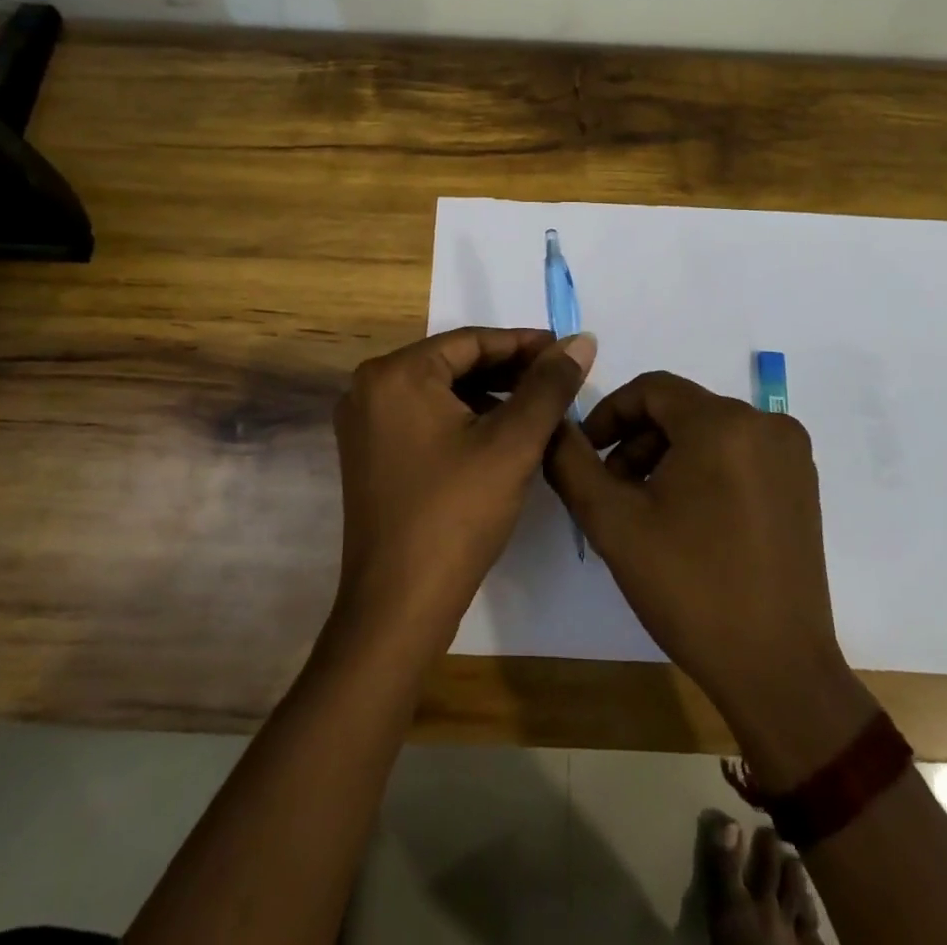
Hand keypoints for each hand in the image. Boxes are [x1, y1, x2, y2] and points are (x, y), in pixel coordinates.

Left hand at [330, 327, 595, 653]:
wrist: (398, 607)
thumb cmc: (456, 515)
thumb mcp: (512, 444)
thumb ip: (549, 386)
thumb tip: (581, 340)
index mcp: (395, 374)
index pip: (470, 341)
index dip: (524, 344)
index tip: (566, 351)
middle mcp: (369, 388)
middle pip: (453, 364)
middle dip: (508, 371)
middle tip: (558, 381)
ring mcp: (364, 423)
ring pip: (440, 392)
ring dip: (489, 396)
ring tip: (538, 408)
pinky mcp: (370, 453)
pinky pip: (425, 417)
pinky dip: (464, 420)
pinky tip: (501, 436)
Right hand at [547, 371, 874, 782]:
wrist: (777, 671)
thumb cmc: (690, 589)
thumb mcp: (613, 522)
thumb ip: (571, 463)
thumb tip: (552, 425)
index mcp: (723, 423)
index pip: (651, 389)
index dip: (609, 414)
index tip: (587, 454)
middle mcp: (766, 423)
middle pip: (680, 409)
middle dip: (636, 442)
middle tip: (611, 490)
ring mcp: (791, 454)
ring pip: (708, 431)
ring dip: (667, 456)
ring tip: (644, 508)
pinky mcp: (802, 484)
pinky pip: (738, 452)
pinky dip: (703, 469)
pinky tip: (687, 518)